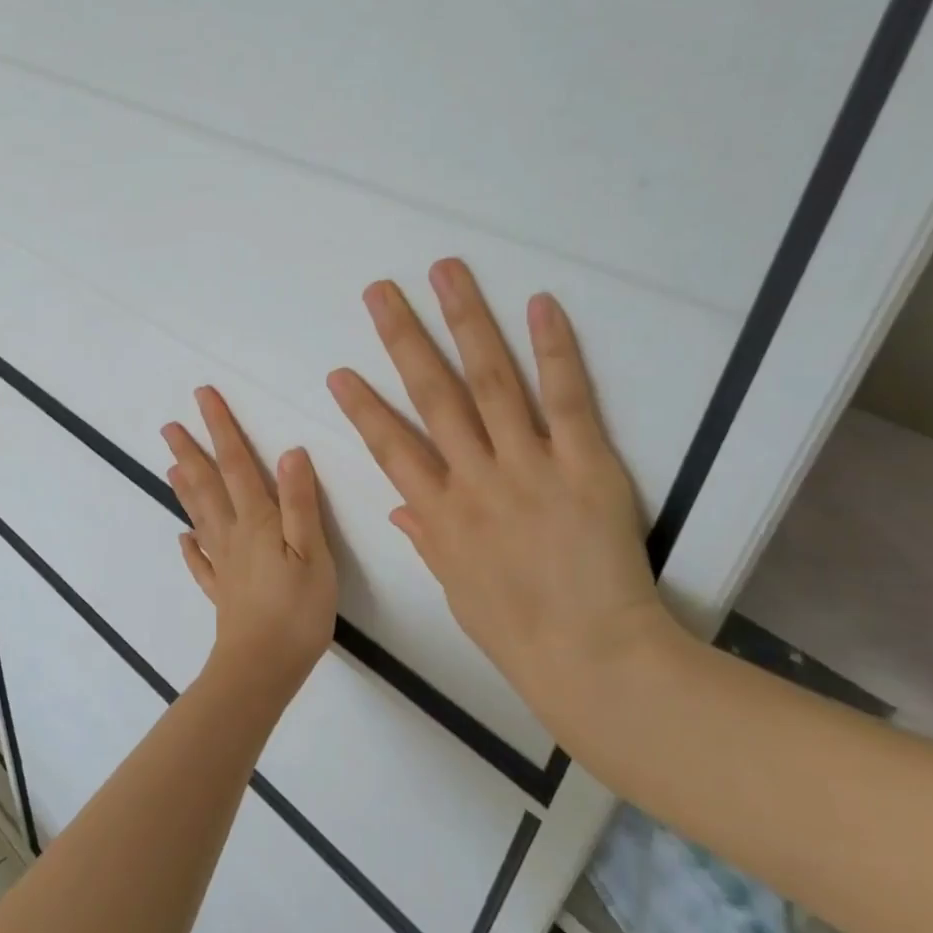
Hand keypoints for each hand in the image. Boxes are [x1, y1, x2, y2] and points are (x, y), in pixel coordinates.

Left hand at [163, 386, 337, 698]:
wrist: (262, 669)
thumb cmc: (297, 611)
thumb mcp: (313, 553)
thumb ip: (301, 503)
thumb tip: (290, 452)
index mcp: (257, 522)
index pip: (237, 465)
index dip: (221, 429)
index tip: (203, 397)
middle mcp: (233, 536)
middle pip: (208, 486)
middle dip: (191, 451)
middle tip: (169, 425)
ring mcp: (223, 565)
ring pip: (200, 517)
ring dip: (186, 488)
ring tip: (170, 465)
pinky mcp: (221, 593)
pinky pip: (200, 563)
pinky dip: (190, 547)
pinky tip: (183, 538)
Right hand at [326, 258, 663, 705]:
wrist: (593, 658)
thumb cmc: (519, 634)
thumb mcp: (458, 589)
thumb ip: (429, 540)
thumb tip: (402, 508)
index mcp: (439, 515)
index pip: (390, 448)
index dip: (363, 407)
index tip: (340, 372)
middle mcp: (474, 480)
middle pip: (432, 396)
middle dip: (402, 340)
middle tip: (380, 292)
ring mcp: (527, 468)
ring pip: (488, 382)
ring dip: (465, 322)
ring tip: (445, 274)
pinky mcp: (583, 465)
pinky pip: (564, 400)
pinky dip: (552, 350)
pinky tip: (538, 304)